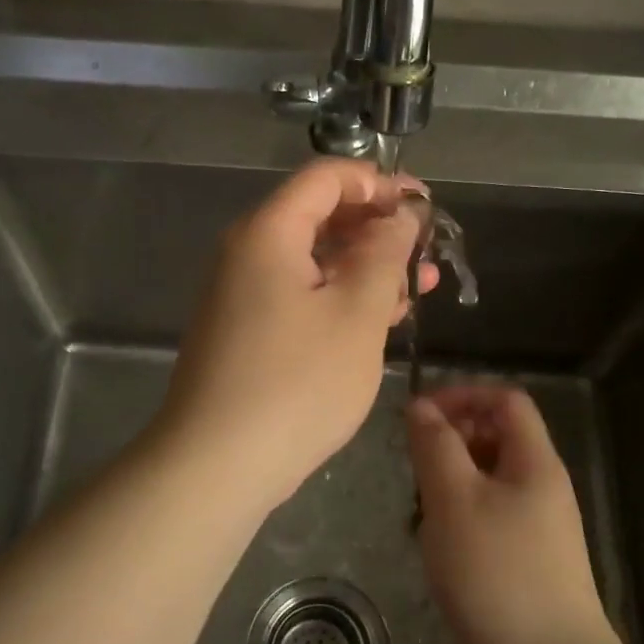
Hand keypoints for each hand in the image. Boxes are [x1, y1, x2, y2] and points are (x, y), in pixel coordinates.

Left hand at [157, 159, 433, 510]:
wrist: (216, 465)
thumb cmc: (297, 383)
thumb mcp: (357, 314)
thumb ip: (385, 254)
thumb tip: (399, 216)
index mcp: (268, 232)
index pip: (326, 177)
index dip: (379, 183)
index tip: (424, 206)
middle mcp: (247, 252)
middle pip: (319, 216)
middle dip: (378, 229)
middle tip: (427, 253)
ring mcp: (242, 294)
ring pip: (312, 260)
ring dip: (365, 267)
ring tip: (418, 289)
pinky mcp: (245, 330)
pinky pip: (299, 294)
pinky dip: (339, 297)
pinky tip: (379, 320)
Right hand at [407, 384, 616, 643]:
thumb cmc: (496, 573)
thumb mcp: (454, 499)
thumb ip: (435, 446)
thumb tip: (421, 407)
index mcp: (535, 461)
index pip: (505, 400)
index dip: (462, 395)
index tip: (419, 416)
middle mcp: (542, 486)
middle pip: (497, 437)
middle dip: (451, 440)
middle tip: (416, 468)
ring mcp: (538, 527)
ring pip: (488, 479)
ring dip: (451, 482)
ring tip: (422, 512)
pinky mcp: (527, 561)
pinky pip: (489, 516)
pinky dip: (460, 517)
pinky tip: (439, 548)